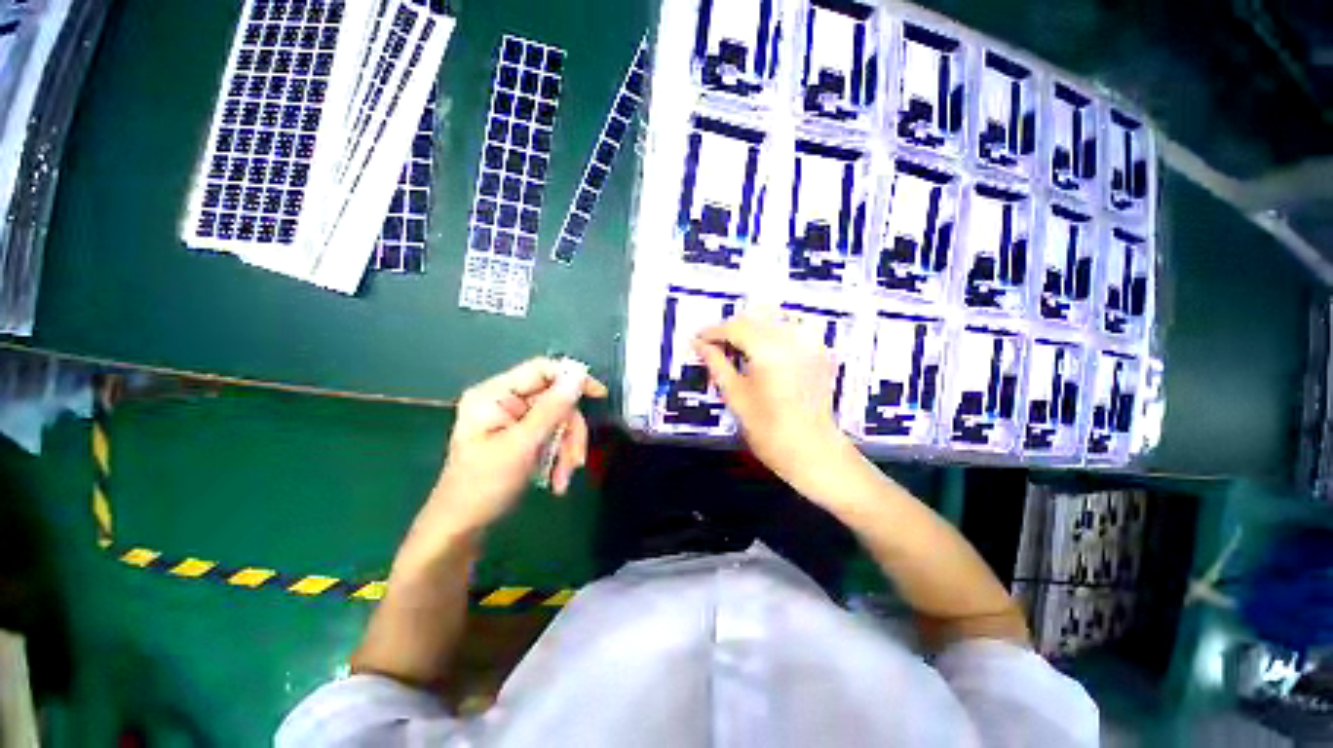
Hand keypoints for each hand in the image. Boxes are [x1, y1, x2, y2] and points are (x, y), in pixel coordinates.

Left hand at [422, 358, 607, 540]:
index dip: (572, 378)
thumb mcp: (521, 446)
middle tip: (575, 461)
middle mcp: (505, 400)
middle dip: (569, 432)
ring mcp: (514, 419)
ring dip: (566, 449)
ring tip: (562, 479)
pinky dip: (559, 456)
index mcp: (494, 394)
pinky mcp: (522, 436)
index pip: (541, 370)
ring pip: (558, 421)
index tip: (599, 394)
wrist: (462, 527)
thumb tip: (578, 376)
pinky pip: (552, 436)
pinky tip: (557, 480)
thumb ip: (552, 409)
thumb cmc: (483, 485)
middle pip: (555, 400)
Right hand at [694, 311, 852, 490]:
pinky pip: (790, 330)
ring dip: (750, 330)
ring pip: (772, 321)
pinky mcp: (818, 352)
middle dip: (730, 329)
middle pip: (754, 319)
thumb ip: (716, 364)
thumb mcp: (735, 396)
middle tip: (713, 346)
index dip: (712, 332)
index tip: (698, 339)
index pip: (734, 327)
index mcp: (769, 350)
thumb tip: (699, 345)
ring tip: (735, 349)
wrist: (812, 451)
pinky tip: (761, 351)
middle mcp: (793, 339)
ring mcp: (810, 344)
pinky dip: (771, 335)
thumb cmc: (769, 430)